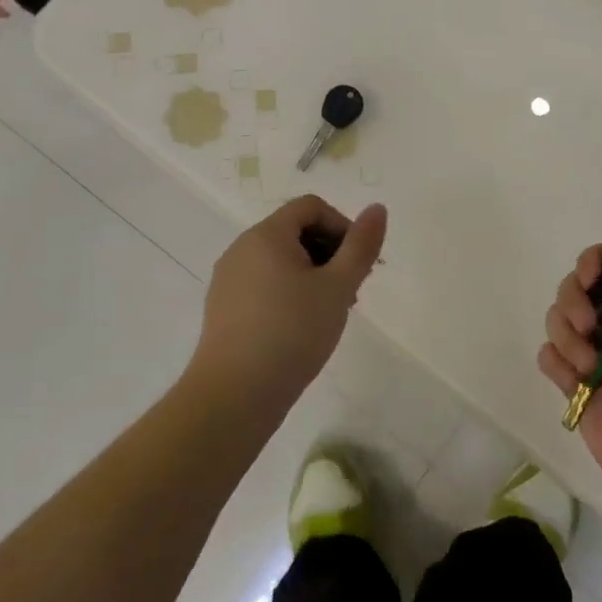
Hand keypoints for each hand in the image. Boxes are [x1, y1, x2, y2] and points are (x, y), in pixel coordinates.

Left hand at [190, 195, 387, 416]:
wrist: (235, 395)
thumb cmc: (292, 333)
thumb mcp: (338, 287)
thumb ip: (361, 245)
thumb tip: (377, 208)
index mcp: (266, 235)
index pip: (311, 207)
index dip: (342, 226)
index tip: (358, 263)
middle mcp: (242, 249)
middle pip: (295, 231)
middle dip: (330, 252)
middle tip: (351, 291)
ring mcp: (228, 279)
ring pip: (281, 260)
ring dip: (313, 275)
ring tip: (331, 312)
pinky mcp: (224, 308)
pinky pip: (263, 283)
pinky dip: (289, 292)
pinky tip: (302, 328)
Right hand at [538, 226, 601, 530]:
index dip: (592, 263)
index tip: (589, 276)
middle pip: (574, 289)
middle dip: (575, 302)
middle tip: (590, 324)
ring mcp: (595, 356)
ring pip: (557, 321)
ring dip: (569, 339)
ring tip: (591, 367)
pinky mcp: (575, 386)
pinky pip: (549, 356)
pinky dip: (559, 365)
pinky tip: (577, 384)